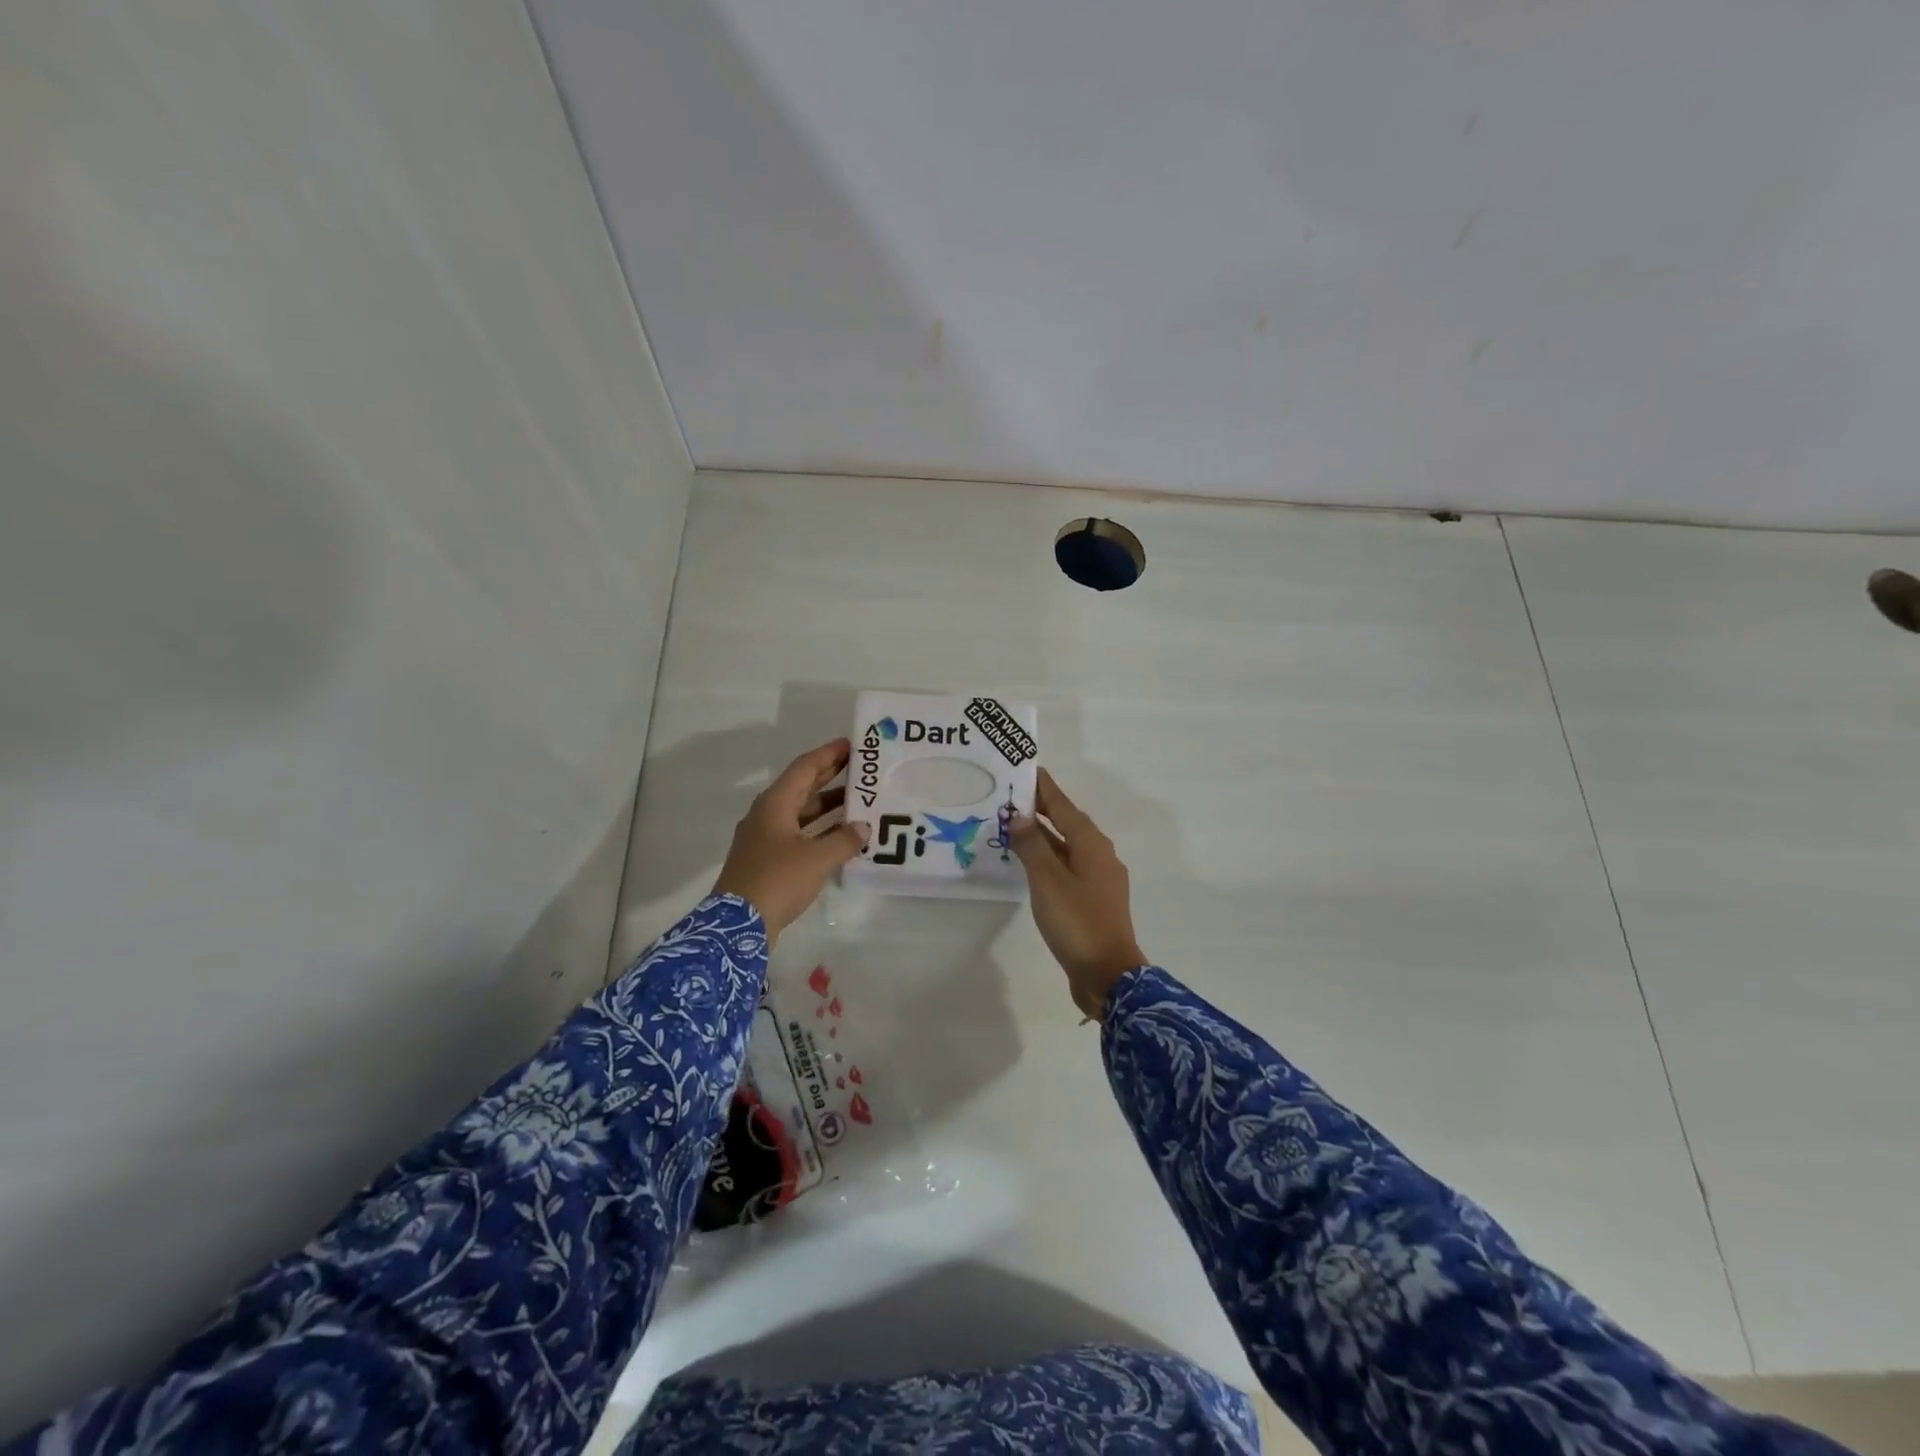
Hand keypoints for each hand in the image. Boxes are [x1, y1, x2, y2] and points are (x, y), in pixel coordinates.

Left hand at [714, 739, 868, 945]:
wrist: (737, 926)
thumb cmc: (777, 881)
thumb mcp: (817, 859)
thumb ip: (844, 840)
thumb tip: (862, 827)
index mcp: (775, 804)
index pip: (804, 768)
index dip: (828, 754)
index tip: (851, 744)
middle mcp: (768, 815)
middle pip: (802, 787)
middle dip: (830, 776)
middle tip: (860, 768)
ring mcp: (765, 838)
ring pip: (801, 813)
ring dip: (828, 806)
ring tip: (859, 801)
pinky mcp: (768, 860)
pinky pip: (799, 834)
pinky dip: (820, 831)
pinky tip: (842, 837)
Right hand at [1010, 769, 1146, 1019]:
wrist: (1109, 974)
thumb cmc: (1077, 922)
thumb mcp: (1047, 881)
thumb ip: (1032, 846)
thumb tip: (1020, 816)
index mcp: (1091, 844)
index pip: (1062, 805)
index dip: (1044, 788)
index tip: (1027, 769)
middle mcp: (1100, 854)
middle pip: (1067, 822)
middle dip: (1042, 809)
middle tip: (1012, 796)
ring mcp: (1100, 878)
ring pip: (1068, 846)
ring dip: (1044, 834)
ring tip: (1016, 825)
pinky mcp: (1095, 899)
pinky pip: (1069, 865)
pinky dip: (1050, 857)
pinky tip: (1033, 863)